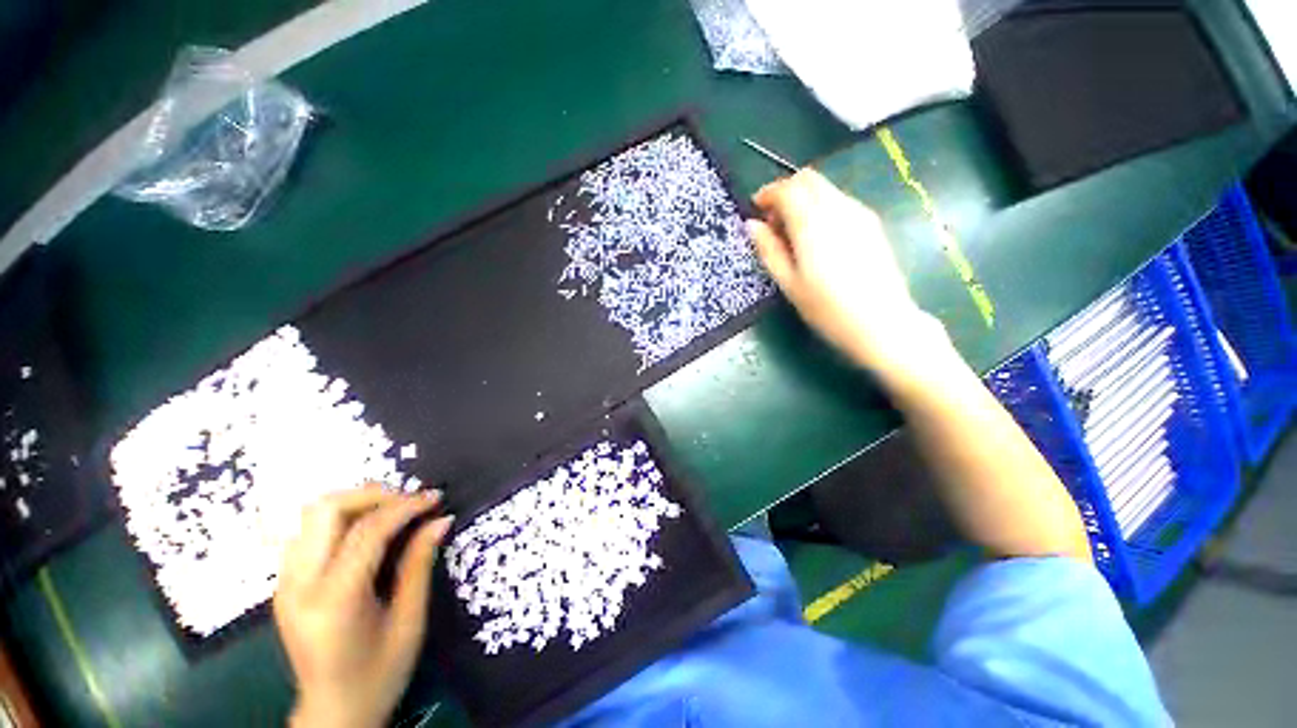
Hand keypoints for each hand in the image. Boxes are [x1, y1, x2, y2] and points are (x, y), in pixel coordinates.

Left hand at [275, 485, 452, 727]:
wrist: (333, 714)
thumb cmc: (379, 674)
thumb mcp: (409, 620)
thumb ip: (420, 564)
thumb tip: (441, 519)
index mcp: (334, 600)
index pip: (367, 532)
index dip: (406, 506)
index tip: (436, 497)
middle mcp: (299, 586)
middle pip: (326, 510)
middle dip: (373, 496)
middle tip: (409, 502)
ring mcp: (285, 584)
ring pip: (311, 516)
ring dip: (355, 504)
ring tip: (391, 512)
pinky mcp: (284, 585)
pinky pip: (308, 533)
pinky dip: (340, 520)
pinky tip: (367, 531)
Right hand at [748, 170, 948, 376]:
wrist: (881, 322)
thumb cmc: (826, 308)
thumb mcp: (789, 283)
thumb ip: (769, 249)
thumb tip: (752, 225)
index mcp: (812, 223)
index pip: (787, 189)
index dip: (767, 194)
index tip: (755, 211)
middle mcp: (837, 208)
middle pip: (808, 179)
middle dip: (786, 192)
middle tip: (773, 222)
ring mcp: (859, 213)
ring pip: (825, 188)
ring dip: (804, 199)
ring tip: (794, 234)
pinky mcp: (871, 223)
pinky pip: (840, 201)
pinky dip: (821, 207)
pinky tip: (818, 238)